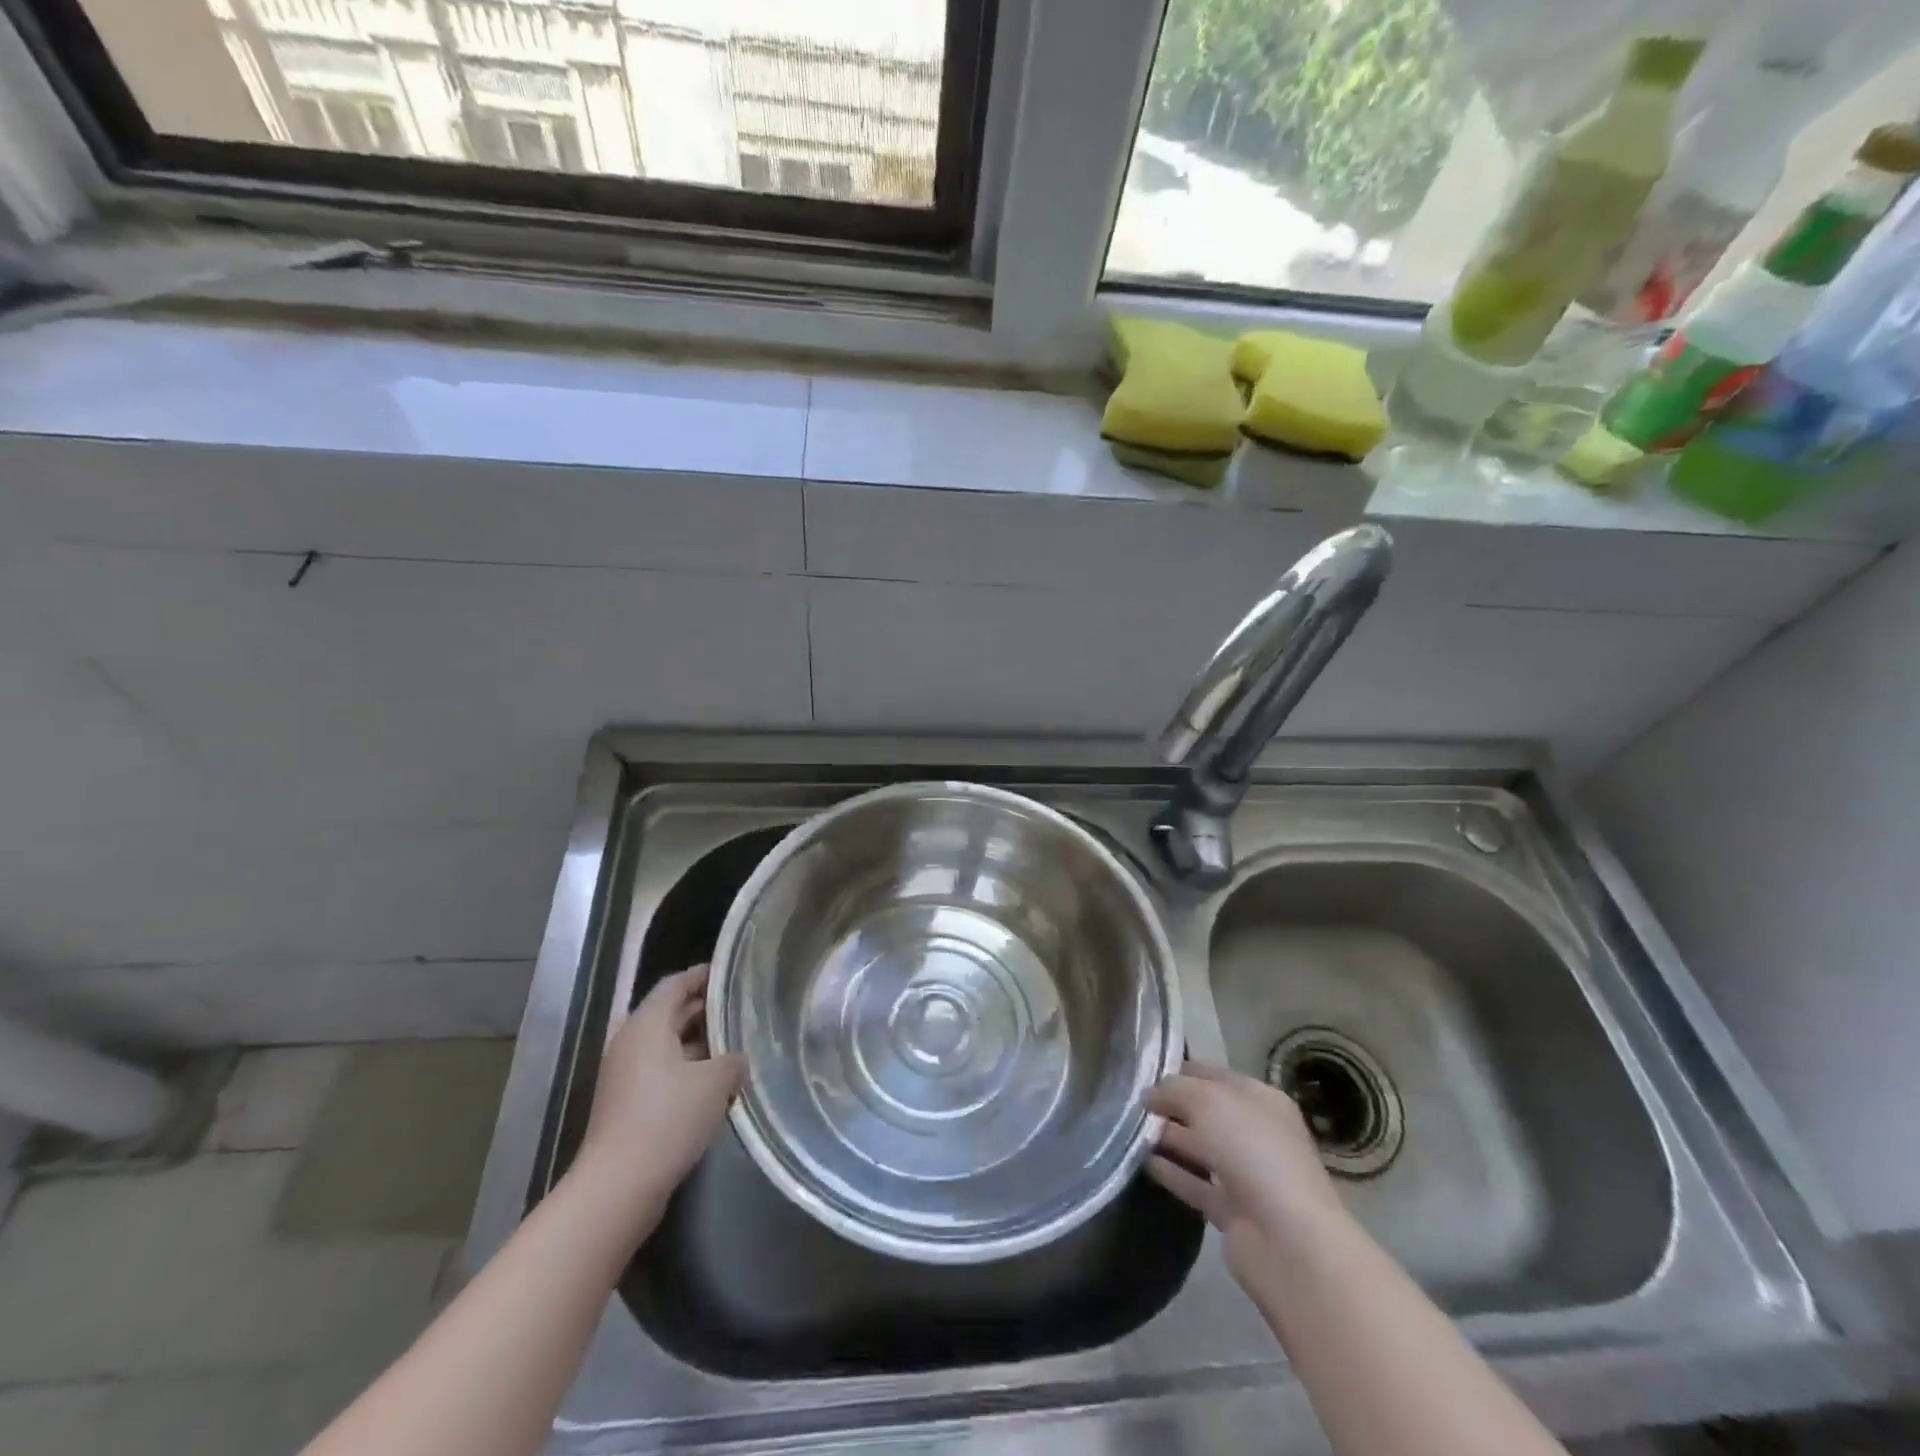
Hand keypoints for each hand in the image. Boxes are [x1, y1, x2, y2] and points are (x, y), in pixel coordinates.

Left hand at [575, 965, 744, 1211]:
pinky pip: (662, 1073)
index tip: (732, 975)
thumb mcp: (715, 1081)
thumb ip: (733, 1060)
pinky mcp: (627, 1105)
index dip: (703, 976)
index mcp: (647, 1025)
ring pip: (667, 1046)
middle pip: (670, 1013)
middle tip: (742, 1009)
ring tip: (737, 1046)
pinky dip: (687, 1070)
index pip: (675, 984)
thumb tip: (737, 1059)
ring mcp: (626, 1076)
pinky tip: (716, 1085)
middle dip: (705, 1010)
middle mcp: (631, 1043)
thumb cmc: (667, 1119)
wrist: (618, 1187)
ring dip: (699, 1044)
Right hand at [1146, 1062, 1346, 1287]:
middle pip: (1205, 1112)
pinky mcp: (1232, 1211)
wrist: (1288, 1241)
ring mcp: (1246, 1174)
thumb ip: (1174, 1089)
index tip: (1143, 1070)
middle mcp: (1256, 1132)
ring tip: (1128, 1128)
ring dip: (1167, 1138)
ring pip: (1199, 1147)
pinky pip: (1195, 1183)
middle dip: (1171, 1105)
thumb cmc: (1252, 1151)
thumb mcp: (1208, 1101)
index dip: (1181, 1070)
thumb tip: (1149, 1094)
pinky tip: (1143, 1161)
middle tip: (1130, 1100)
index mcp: (1261, 1099)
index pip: (1214, 1075)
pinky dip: (1172, 1172)